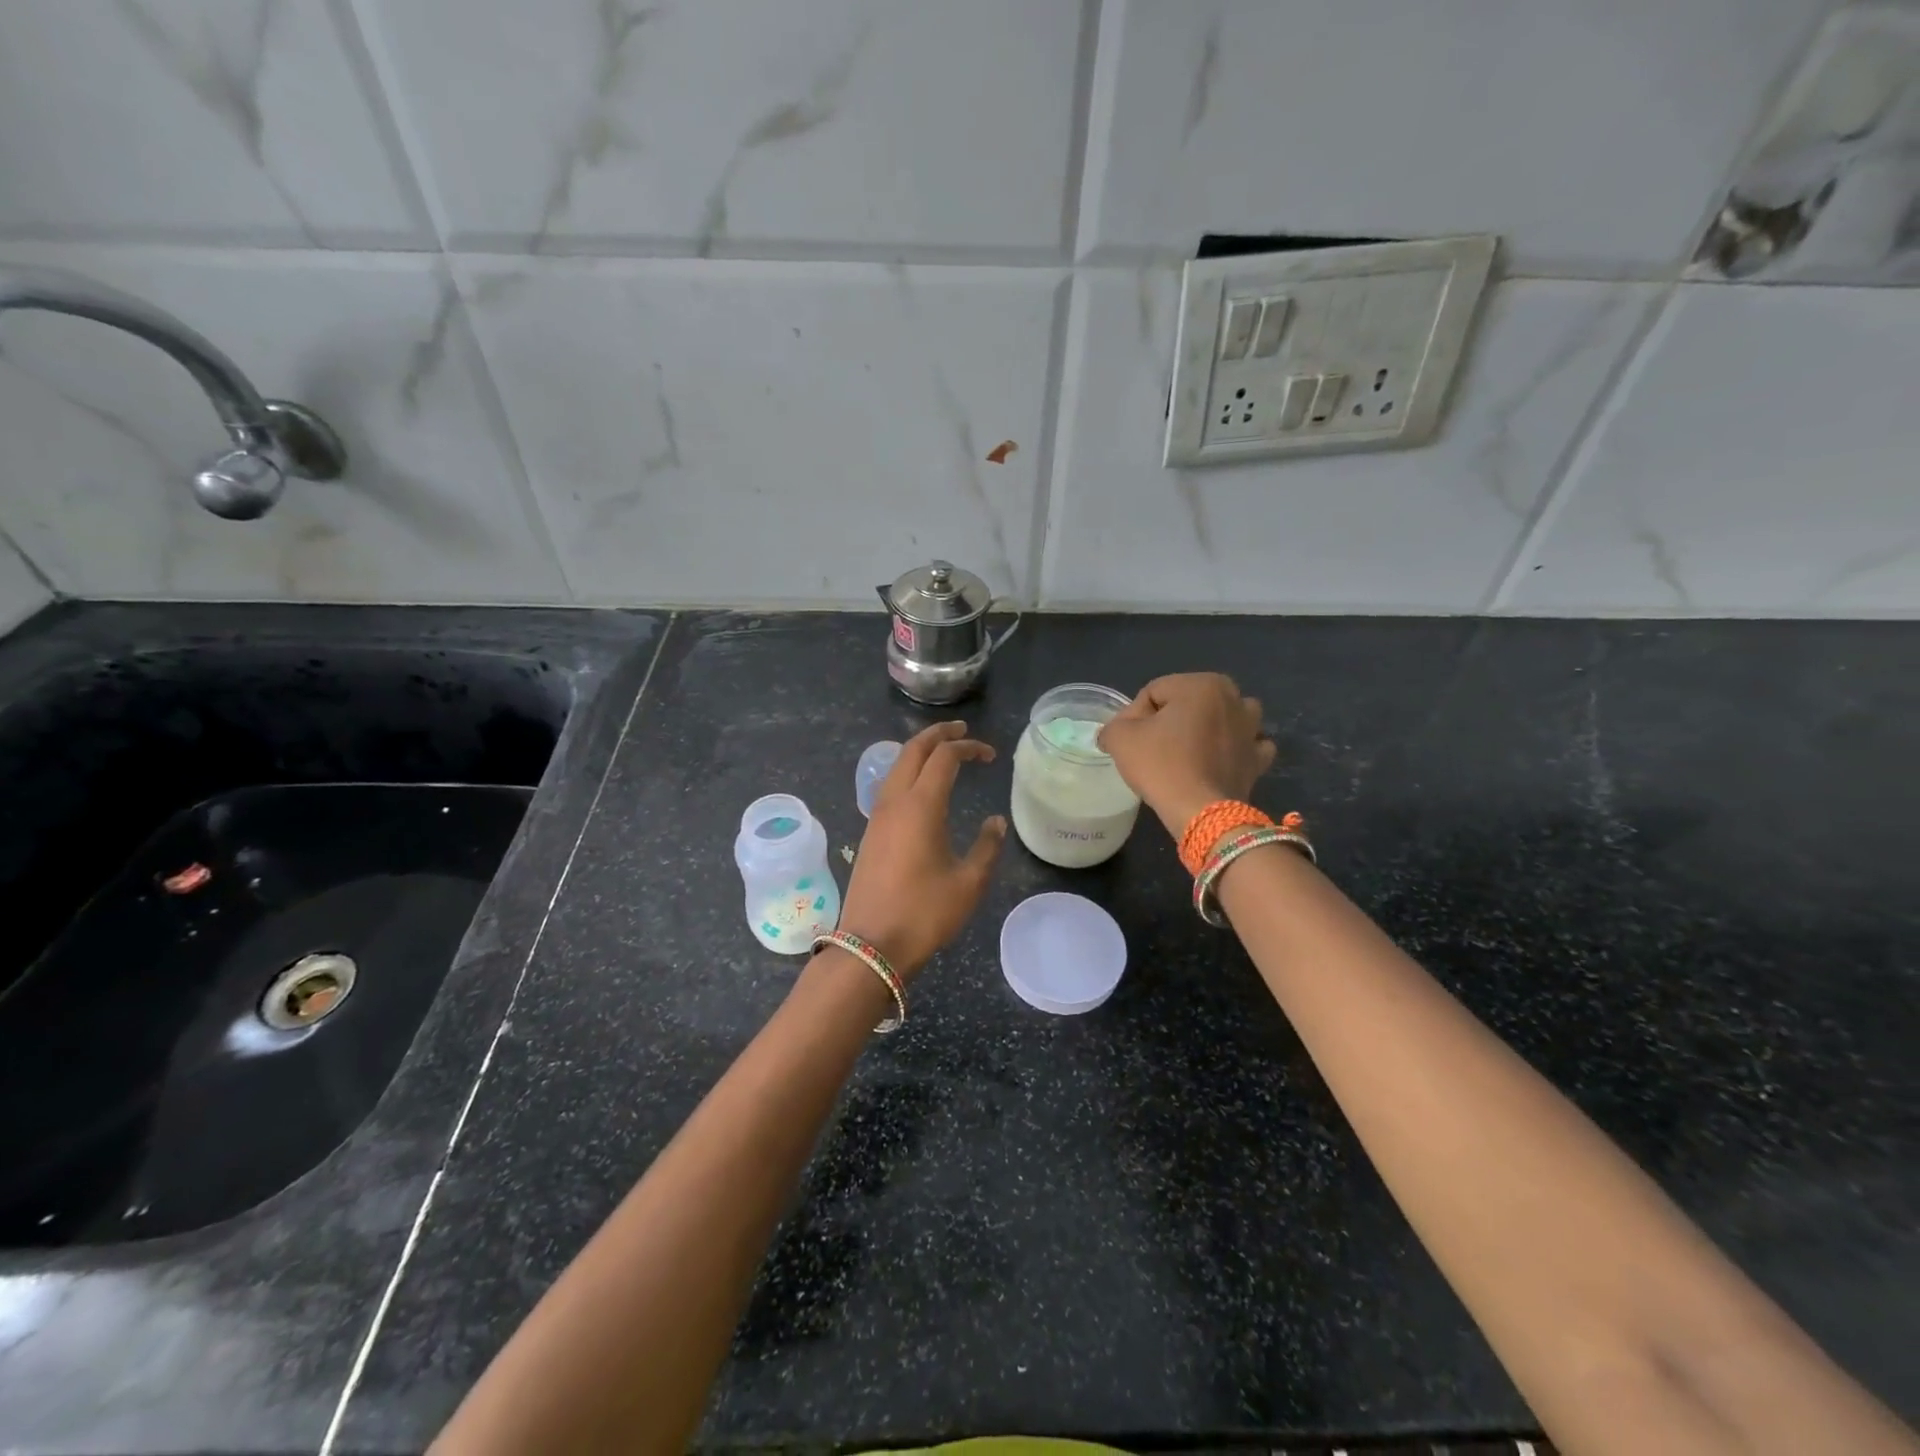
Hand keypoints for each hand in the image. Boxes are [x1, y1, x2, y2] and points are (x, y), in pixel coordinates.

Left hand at [837, 721, 1006, 978]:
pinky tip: (920, 787)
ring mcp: (877, 816)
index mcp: (921, 805)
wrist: (871, 945)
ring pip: (896, 766)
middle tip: (961, 730)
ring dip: (919, 751)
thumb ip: (987, 846)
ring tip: (942, 751)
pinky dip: (907, 772)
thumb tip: (995, 822)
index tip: (990, 756)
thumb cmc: (924, 913)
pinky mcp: (869, 832)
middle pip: (913, 750)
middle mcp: (895, 801)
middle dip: (938, 734)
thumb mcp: (968, 883)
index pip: (944, 757)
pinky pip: (889, 786)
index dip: (968, 747)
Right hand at [1097, 672, 1276, 836]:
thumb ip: (1113, 726)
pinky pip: (1246, 745)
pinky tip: (1216, 762)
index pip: (1153, 693)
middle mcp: (1234, 698)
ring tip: (1185, 752)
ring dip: (1205, 729)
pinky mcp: (1258, 758)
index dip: (1134, 716)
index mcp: (1202, 684)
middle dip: (1168, 721)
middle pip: (1187, 703)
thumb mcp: (1120, 738)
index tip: (1127, 741)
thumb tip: (1114, 733)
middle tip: (1150, 748)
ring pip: (1221, 719)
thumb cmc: (1161, 766)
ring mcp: (1252, 729)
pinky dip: (1233, 750)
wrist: (1201, 812)